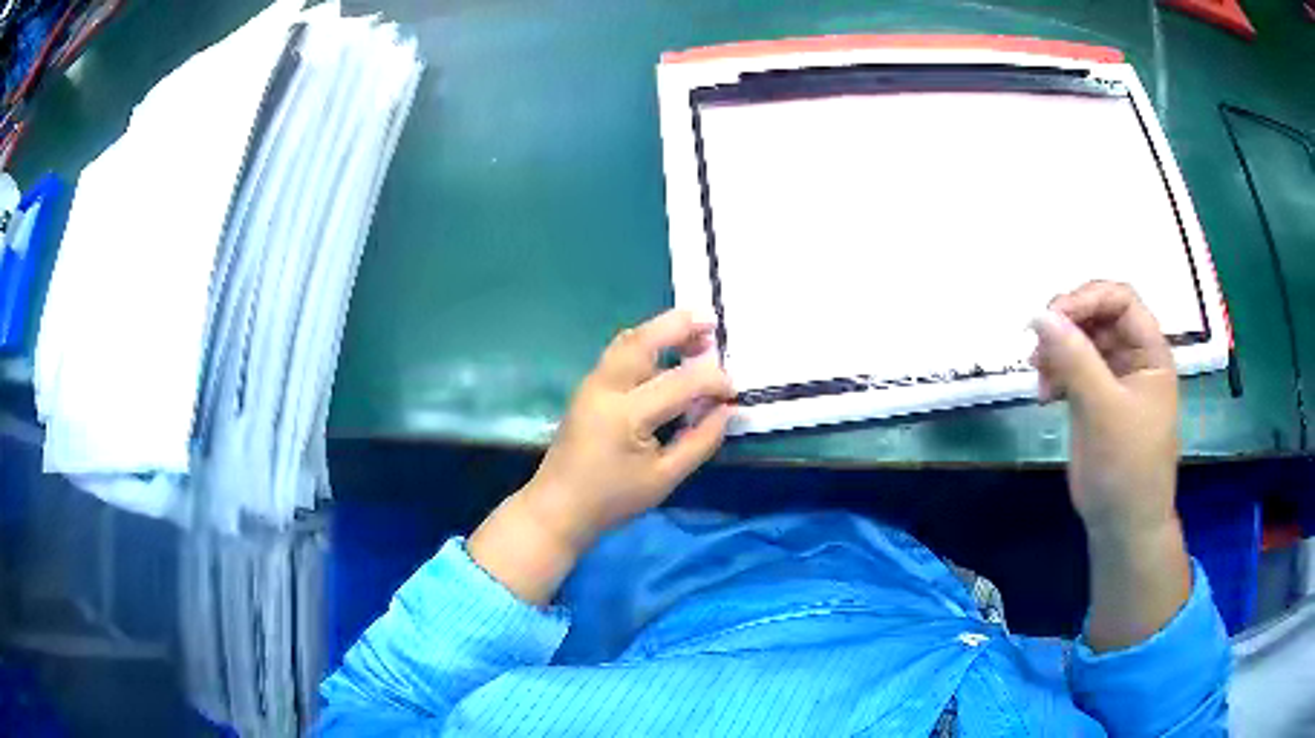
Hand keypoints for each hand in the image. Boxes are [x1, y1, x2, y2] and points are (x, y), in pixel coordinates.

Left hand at [468, 309, 733, 603]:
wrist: (558, 506)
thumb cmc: (612, 499)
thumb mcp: (665, 478)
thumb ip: (700, 441)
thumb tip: (726, 410)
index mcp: (626, 414)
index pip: (680, 382)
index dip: (713, 381)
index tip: (734, 392)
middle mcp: (605, 387)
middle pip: (643, 340)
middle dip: (679, 326)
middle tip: (712, 322)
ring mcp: (592, 383)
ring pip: (628, 341)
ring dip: (662, 331)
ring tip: (695, 333)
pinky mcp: (588, 387)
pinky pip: (620, 352)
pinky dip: (647, 344)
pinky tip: (667, 354)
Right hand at [1030, 281, 1179, 535]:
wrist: (1122, 525)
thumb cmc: (1126, 466)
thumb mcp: (1104, 410)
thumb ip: (1075, 359)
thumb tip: (1038, 314)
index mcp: (1150, 352)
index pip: (1120, 299)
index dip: (1087, 298)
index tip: (1052, 318)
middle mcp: (1133, 357)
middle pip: (1097, 315)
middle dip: (1066, 326)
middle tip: (1038, 348)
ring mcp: (1113, 378)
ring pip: (1080, 341)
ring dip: (1056, 350)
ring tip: (1039, 377)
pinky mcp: (1094, 399)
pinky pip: (1072, 368)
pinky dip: (1054, 373)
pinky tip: (1044, 395)